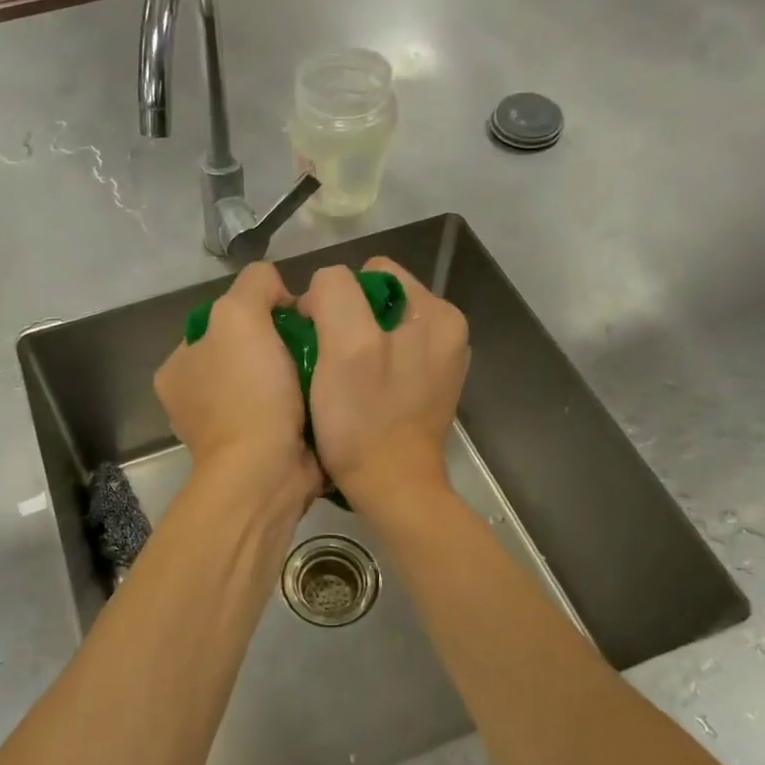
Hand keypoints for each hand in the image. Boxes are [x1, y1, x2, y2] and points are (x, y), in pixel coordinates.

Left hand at [155, 262, 321, 498]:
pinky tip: (325, 395)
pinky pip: (285, 414)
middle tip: (313, 343)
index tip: (290, 319)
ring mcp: (226, 430)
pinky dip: (304, 404)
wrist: (267, 472)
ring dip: (297, 375)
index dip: (258, 312)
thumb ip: (255, 284)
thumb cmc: (248, 392)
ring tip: (325, 368)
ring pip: (269, 384)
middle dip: (281, 345)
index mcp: (178, 368)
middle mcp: (195, 399)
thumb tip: (278, 292)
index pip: (220, 322)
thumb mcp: (240, 313)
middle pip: (248, 353)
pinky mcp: (258, 453)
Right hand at [299, 258, 469, 510]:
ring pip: (376, 333)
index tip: (318, 341)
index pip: (370, 274)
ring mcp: (438, 364)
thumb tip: (321, 291)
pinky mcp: (426, 391)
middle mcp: (446, 332)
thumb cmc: (365, 420)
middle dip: (343, 326)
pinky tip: (354, 399)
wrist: (392, 491)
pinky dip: (365, 373)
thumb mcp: (345, 346)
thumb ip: (335, 294)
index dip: (334, 299)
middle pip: (374, 304)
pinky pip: (385, 362)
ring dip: (350, 351)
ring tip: (337, 384)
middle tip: (326, 366)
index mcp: (437, 313)